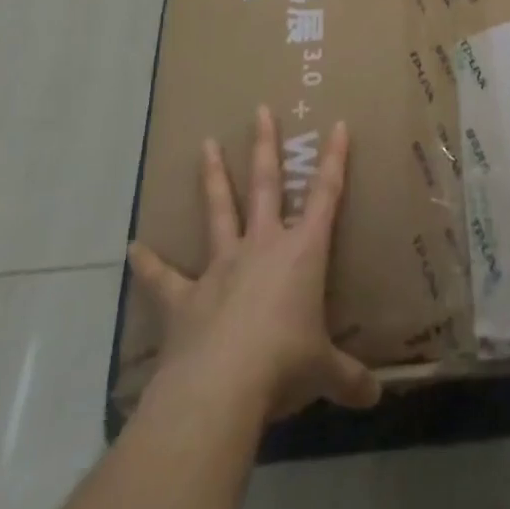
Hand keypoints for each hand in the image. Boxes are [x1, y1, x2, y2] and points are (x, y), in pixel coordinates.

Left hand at [126, 106, 380, 423]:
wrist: (222, 389)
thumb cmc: (284, 364)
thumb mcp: (324, 372)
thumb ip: (348, 379)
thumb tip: (376, 399)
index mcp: (302, 252)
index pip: (325, 195)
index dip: (334, 159)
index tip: (337, 124)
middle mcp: (262, 246)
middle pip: (266, 184)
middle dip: (265, 146)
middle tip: (260, 109)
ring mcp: (221, 267)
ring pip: (219, 211)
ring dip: (213, 178)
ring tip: (205, 145)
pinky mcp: (185, 299)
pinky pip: (164, 278)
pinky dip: (150, 264)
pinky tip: (133, 248)